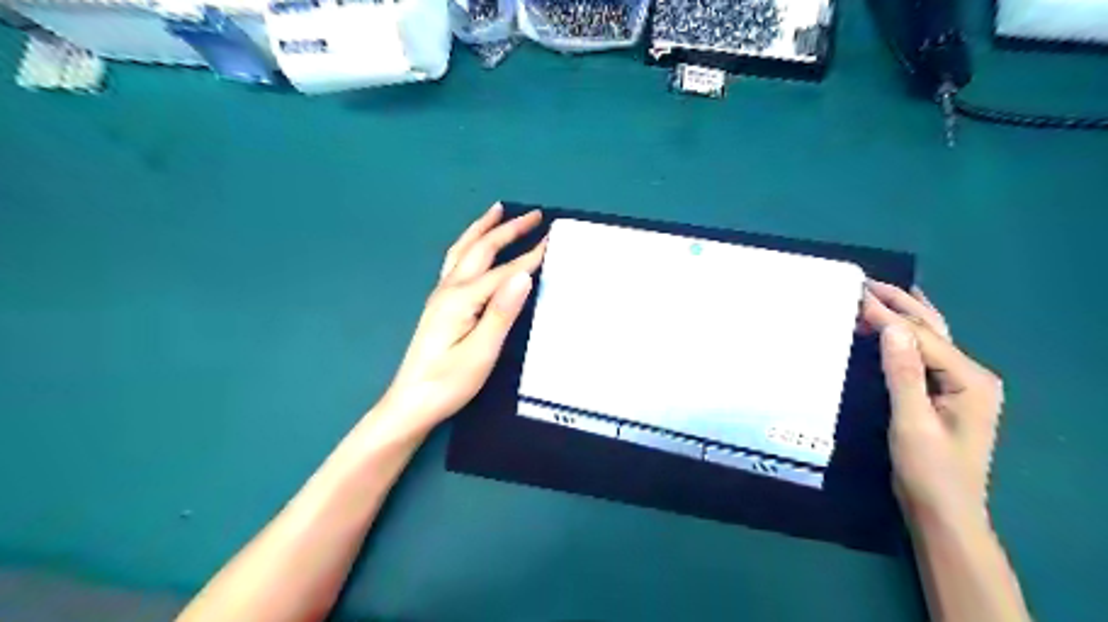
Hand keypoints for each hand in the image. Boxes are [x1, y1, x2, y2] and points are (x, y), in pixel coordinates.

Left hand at [374, 204, 546, 437]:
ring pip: (463, 249)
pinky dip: (470, 243)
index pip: (504, 271)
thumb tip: (523, 275)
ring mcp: (441, 294)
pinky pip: (456, 261)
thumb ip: (502, 312)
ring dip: (483, 228)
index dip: (531, 255)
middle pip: (481, 249)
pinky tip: (473, 245)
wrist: (410, 403)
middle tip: (534, 215)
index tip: (553, 238)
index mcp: (462, 298)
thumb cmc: (448, 382)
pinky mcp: (439, 303)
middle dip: (508, 229)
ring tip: (497, 210)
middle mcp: (449, 288)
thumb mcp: (481, 352)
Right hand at [860, 283, 1011, 526]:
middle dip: (899, 303)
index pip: (920, 337)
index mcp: (969, 379)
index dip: (885, 315)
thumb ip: (903, 373)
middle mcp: (971, 375)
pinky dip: (904, 335)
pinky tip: (896, 325)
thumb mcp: (912, 422)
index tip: (853, 295)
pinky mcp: (946, 394)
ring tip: (879, 292)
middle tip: (866, 282)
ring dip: (903, 314)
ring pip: (931, 338)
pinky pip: (924, 353)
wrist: (943, 511)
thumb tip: (892, 326)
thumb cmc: (928, 470)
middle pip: (932, 329)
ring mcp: (961, 384)